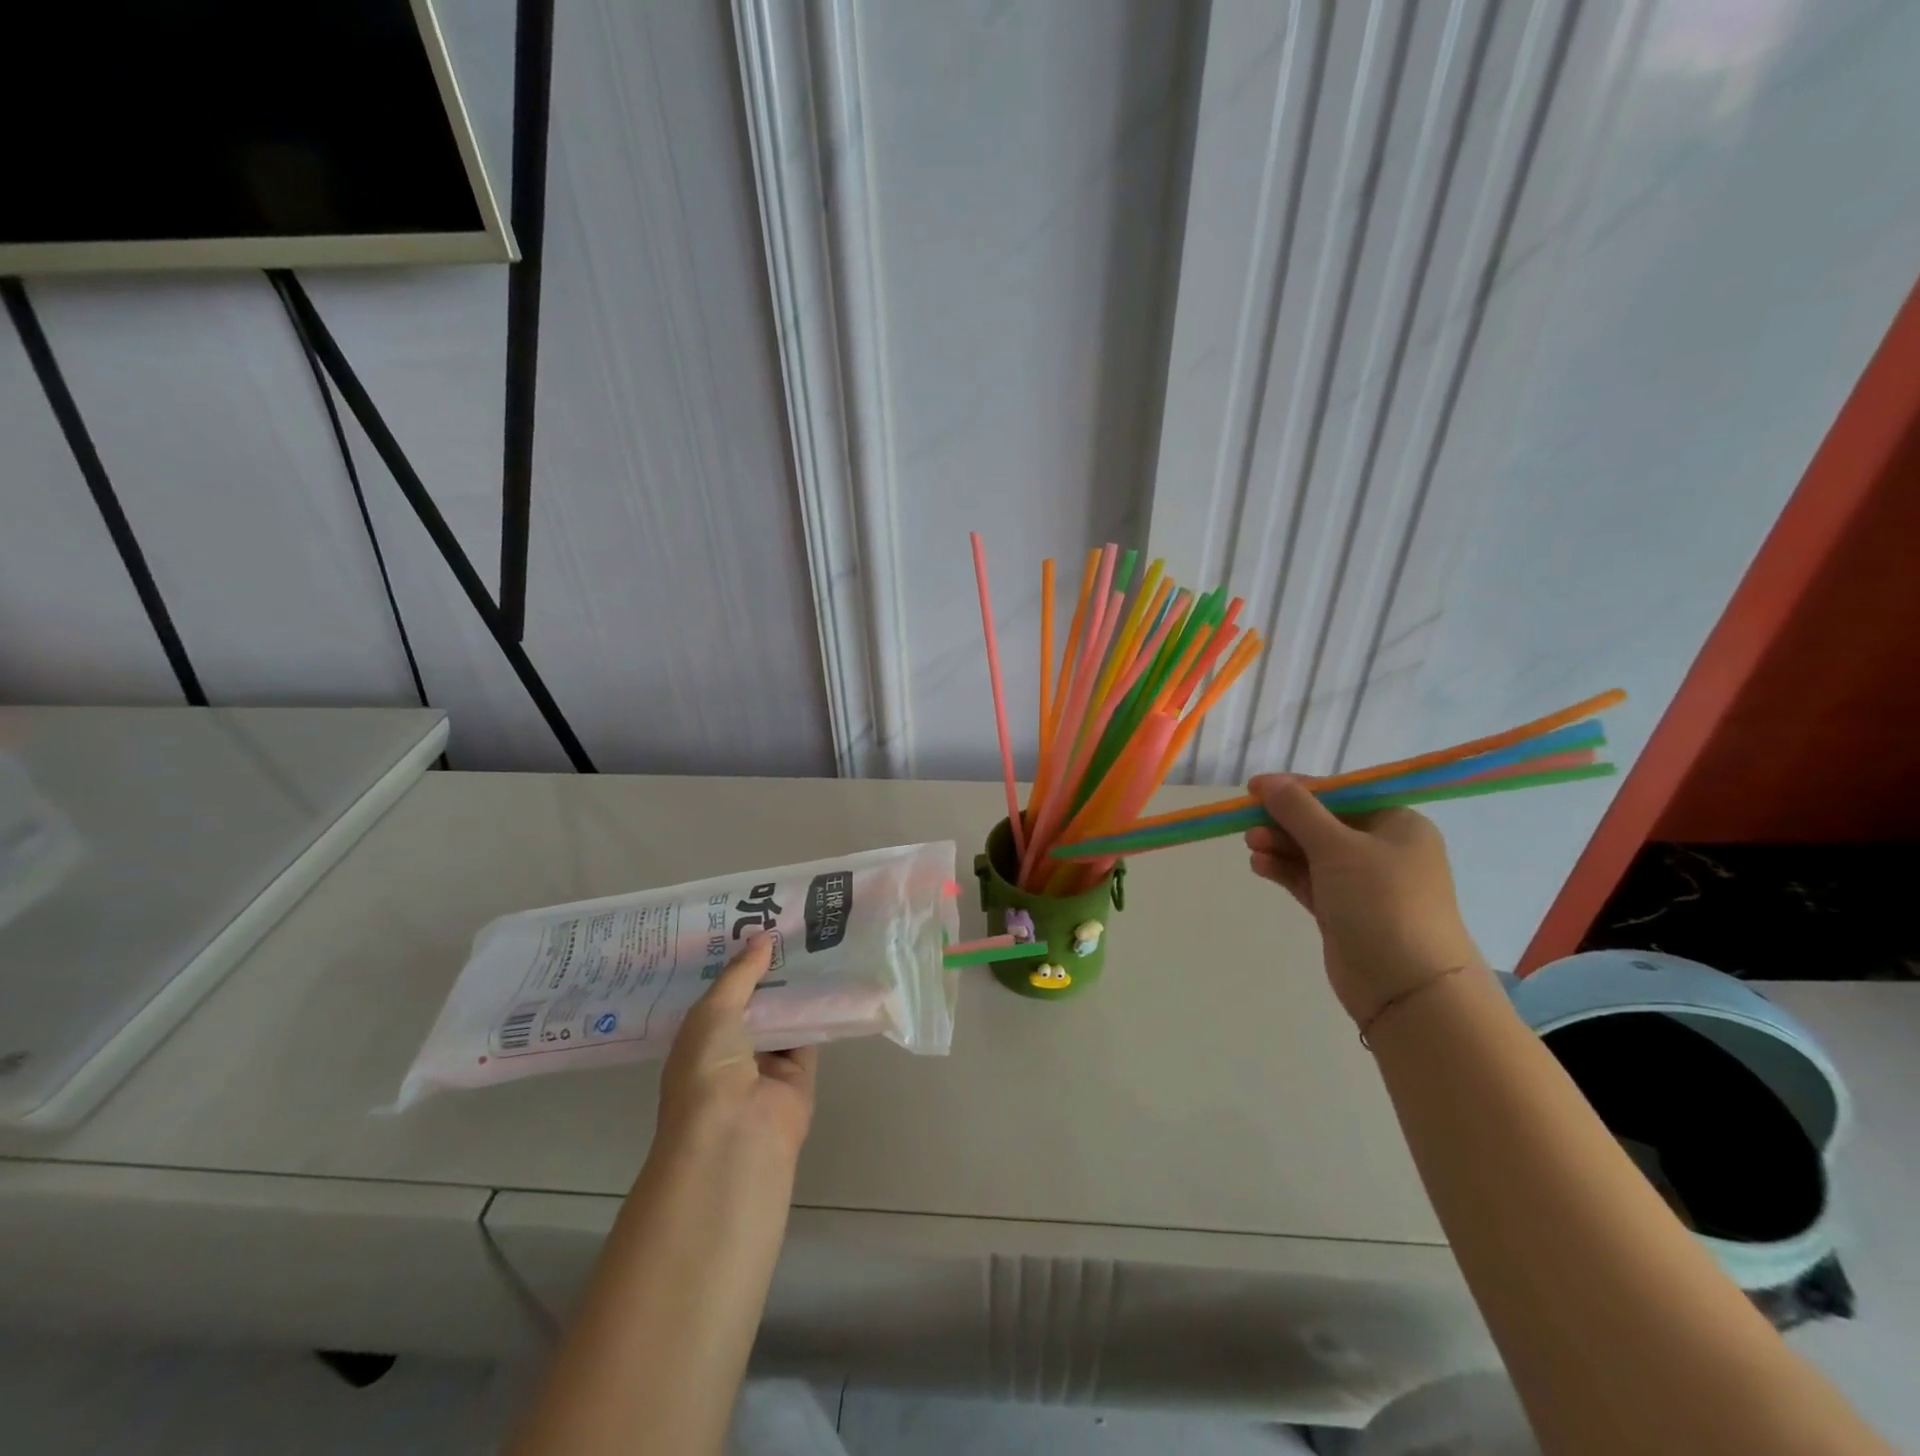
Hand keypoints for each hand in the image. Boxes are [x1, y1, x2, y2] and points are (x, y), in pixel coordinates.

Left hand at [657, 934, 816, 1163]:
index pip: (719, 994)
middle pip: (755, 1002)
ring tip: (814, 940)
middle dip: (769, 970)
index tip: (753, 924)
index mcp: (700, 1038)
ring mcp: (766, 1064)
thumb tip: (763, 936)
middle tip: (790, 925)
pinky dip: (819, 1011)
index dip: (735, 962)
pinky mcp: (799, 1074)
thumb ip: (740, 974)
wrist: (735, 1135)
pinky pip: (810, 1034)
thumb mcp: (713, 1012)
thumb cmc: (707, 1070)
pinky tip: (832, 975)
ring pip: (785, 1016)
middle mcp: (731, 1050)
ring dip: (796, 987)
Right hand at [1244, 774, 1482, 1024]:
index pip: (1341, 795)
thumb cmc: (1381, 901)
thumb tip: (1268, 781)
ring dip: (1280, 846)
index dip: (1298, 789)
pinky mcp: (1344, 911)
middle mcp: (1384, 850)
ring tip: (1251, 846)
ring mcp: (1364, 884)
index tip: (1256, 788)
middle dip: (1284, 822)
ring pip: (1312, 853)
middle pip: (1323, 823)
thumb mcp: (1337, 846)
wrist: (1408, 987)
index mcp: (1398, 824)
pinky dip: (1284, 870)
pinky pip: (1309, 880)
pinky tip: (1259, 866)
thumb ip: (1298, 810)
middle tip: (1247, 823)